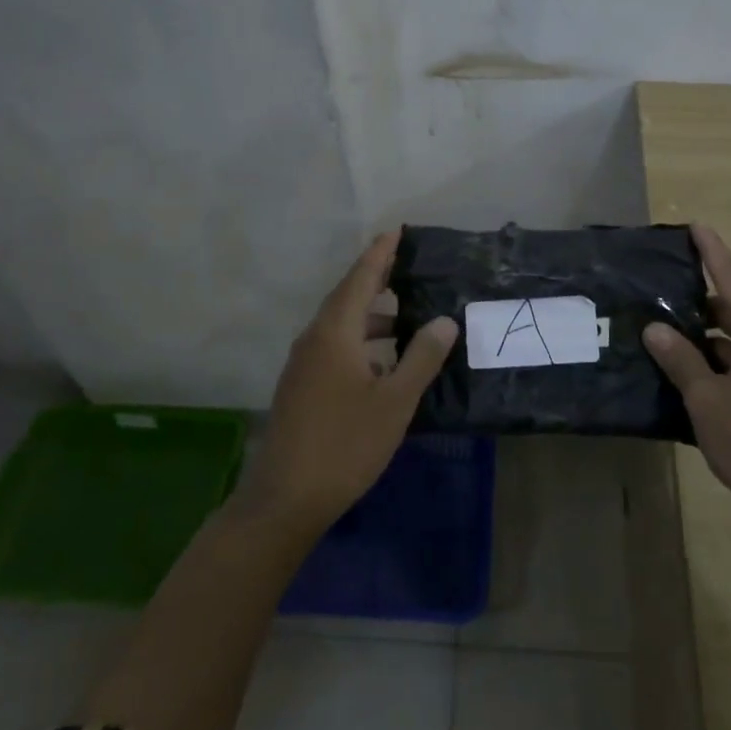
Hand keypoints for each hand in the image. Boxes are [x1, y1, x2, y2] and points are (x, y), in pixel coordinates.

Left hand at [236, 231, 456, 537]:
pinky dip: (360, 341)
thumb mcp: (394, 401)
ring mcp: (303, 365)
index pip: (360, 278)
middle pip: (347, 297)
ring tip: (404, 316)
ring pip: (340, 325)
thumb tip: (445, 320)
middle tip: (407, 265)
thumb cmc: (345, 443)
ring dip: (371, 316)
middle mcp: (314, 339)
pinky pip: (334, 347)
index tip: (397, 230)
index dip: (380, 253)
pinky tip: (382, 362)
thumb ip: (421, 357)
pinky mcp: (301, 388)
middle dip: (376, 279)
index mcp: (334, 332)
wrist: (285, 499)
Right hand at [643, 225, 730, 545]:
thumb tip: (655, 328)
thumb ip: (681, 359)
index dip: (711, 251)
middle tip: (656, 285)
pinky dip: (710, 360)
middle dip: (696, 295)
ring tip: (657, 325)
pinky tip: (678, 368)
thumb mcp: (708, 399)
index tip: (693, 225)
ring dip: (700, 332)